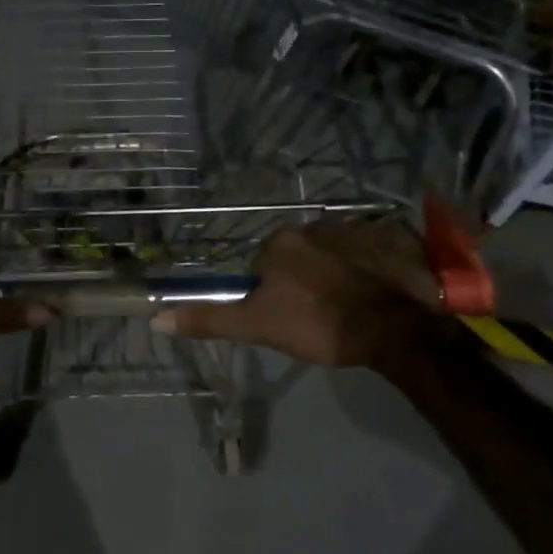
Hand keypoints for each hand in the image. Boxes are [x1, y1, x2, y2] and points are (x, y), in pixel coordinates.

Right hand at [150, 217, 450, 377]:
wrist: (396, 328)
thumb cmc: (320, 325)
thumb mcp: (258, 327)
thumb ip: (209, 319)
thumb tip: (155, 318)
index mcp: (280, 243)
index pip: (264, 265)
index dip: (274, 293)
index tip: (290, 318)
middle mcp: (315, 224)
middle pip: (302, 254)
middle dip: (307, 278)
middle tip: (322, 313)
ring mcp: (359, 227)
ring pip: (338, 249)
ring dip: (341, 269)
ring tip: (355, 304)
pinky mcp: (395, 236)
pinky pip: (376, 246)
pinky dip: (376, 263)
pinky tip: (383, 290)